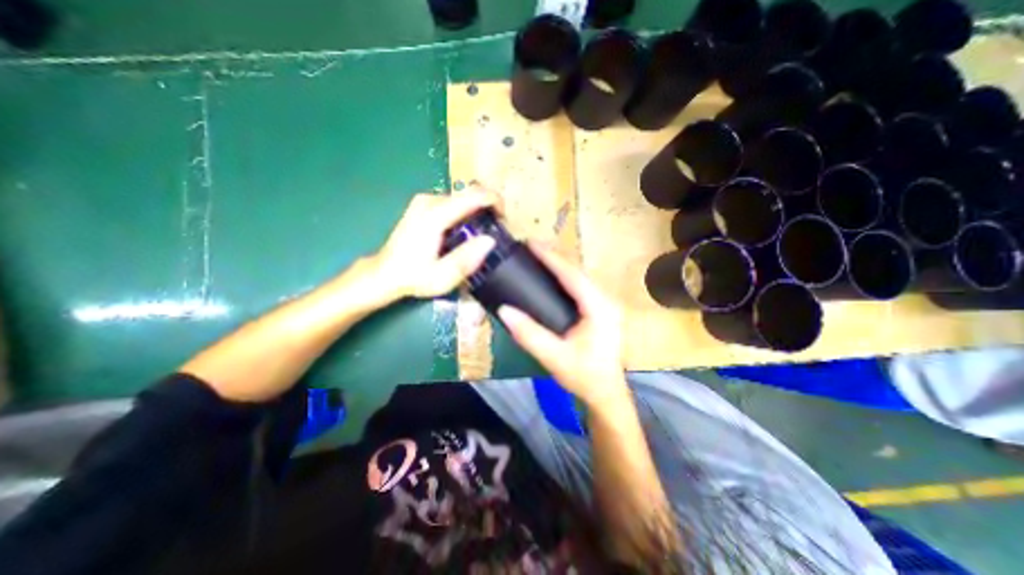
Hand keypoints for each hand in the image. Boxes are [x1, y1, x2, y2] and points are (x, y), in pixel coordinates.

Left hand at [374, 190, 500, 301]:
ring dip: (478, 211)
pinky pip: (454, 202)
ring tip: (483, 233)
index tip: (505, 219)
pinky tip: (466, 231)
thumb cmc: (413, 277)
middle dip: (488, 207)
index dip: (495, 202)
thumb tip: (490, 241)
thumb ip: (466, 260)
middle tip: (497, 230)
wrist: (385, 273)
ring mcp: (425, 200)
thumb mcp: (442, 277)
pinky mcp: (424, 205)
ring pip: (462, 197)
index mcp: (435, 215)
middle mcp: (430, 200)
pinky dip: (466, 212)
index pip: (473, 195)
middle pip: (469, 193)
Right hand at [496, 245, 623, 405]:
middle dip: (555, 257)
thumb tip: (504, 310)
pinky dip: (566, 277)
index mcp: (599, 309)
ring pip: (581, 277)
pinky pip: (582, 286)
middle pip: (578, 272)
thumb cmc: (584, 376)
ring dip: (561, 265)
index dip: (552, 258)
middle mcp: (606, 301)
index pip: (573, 276)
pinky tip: (553, 276)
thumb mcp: (554, 357)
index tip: (532, 243)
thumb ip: (529, 334)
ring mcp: (606, 304)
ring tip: (539, 256)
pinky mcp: (602, 309)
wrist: (606, 393)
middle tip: (531, 247)